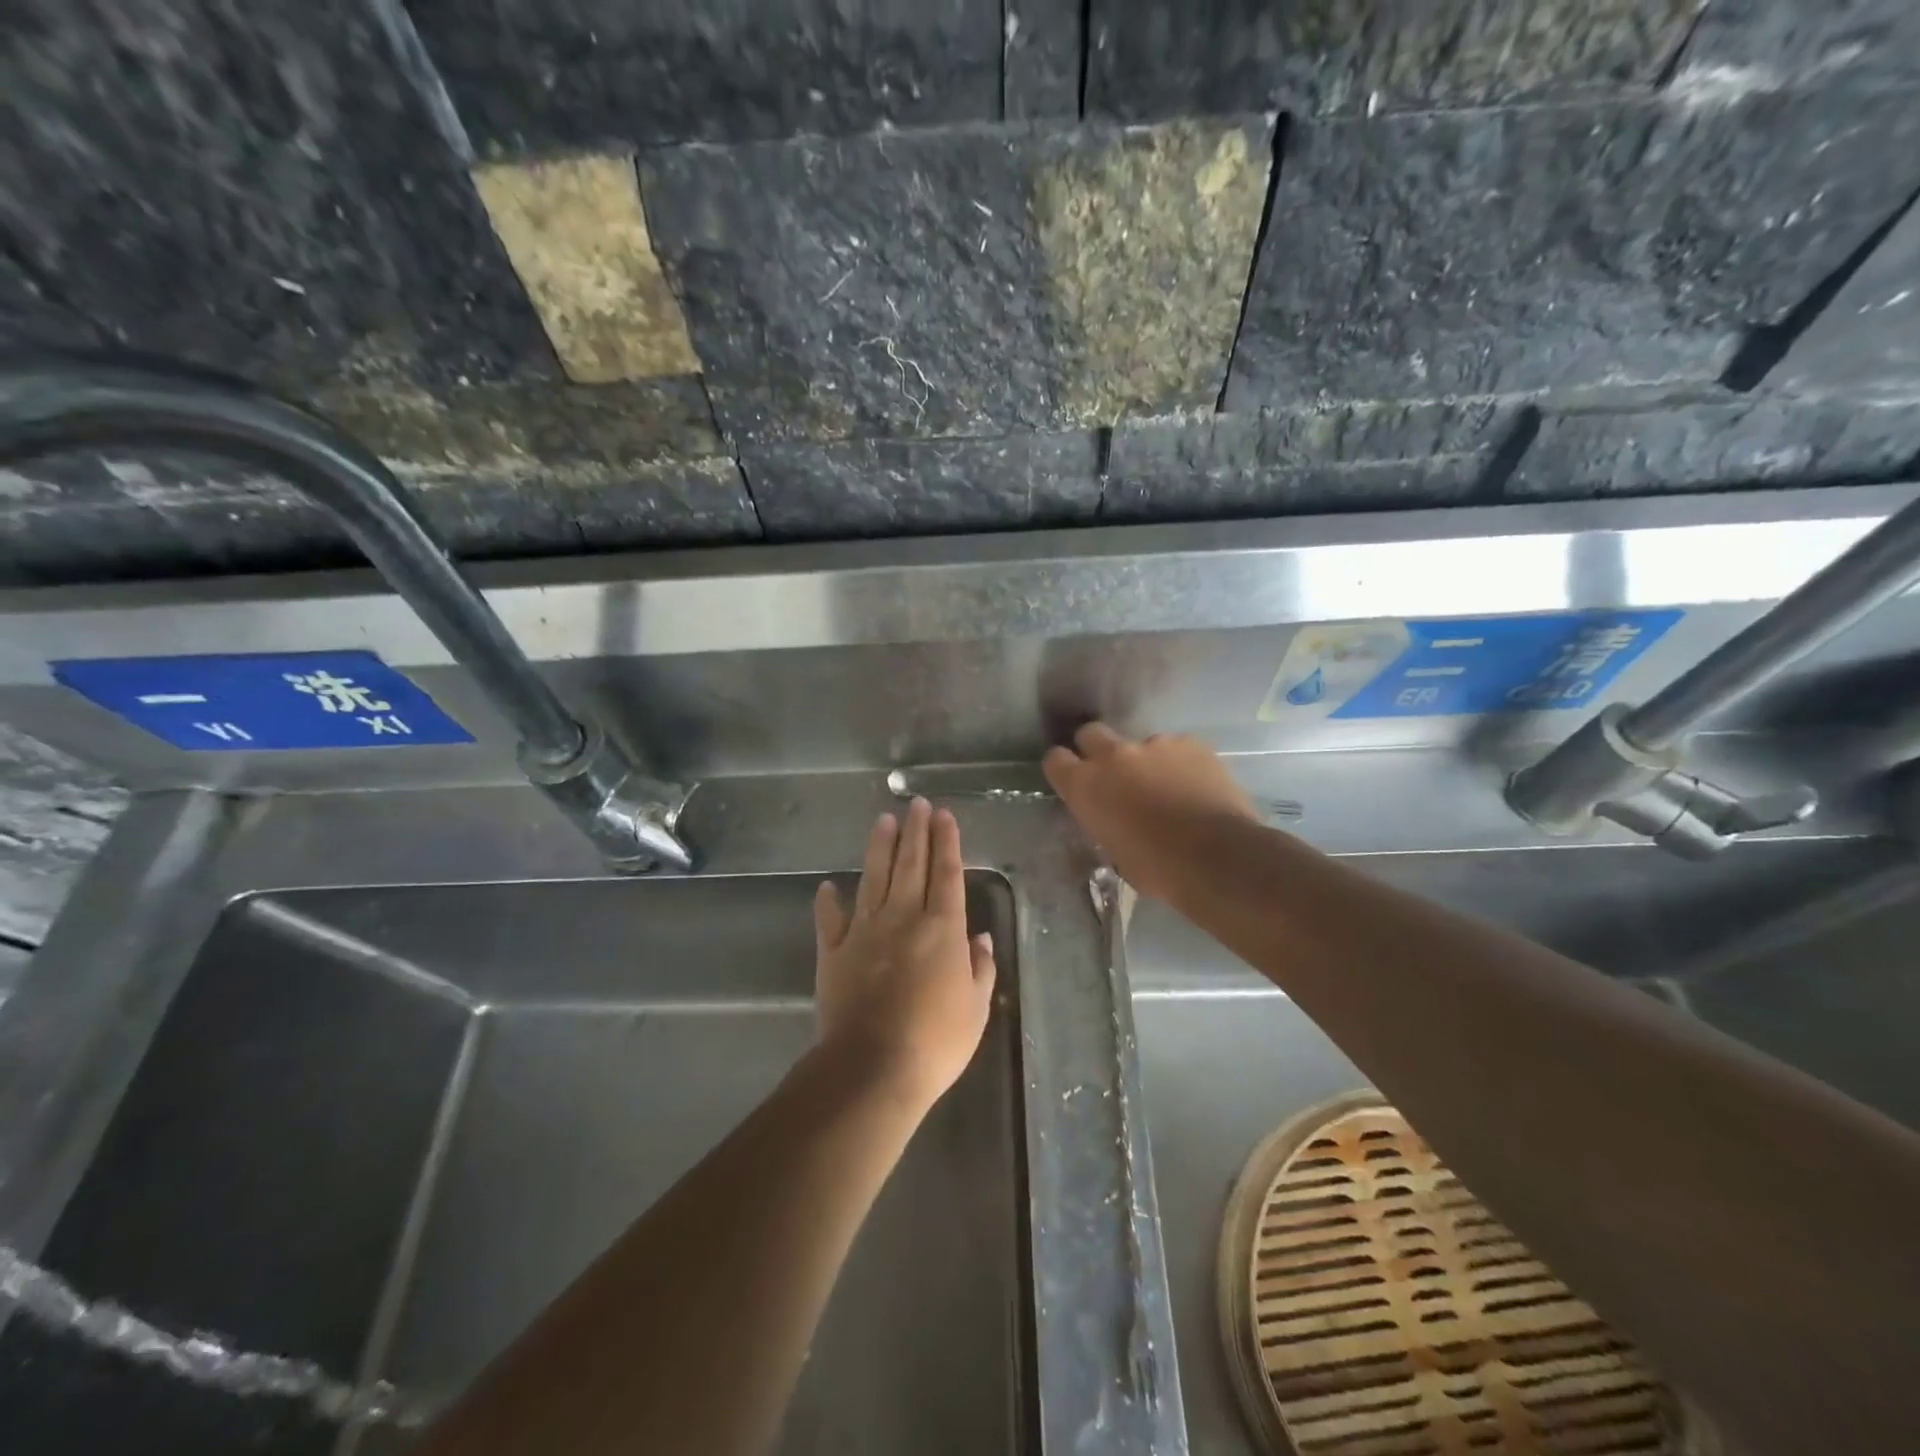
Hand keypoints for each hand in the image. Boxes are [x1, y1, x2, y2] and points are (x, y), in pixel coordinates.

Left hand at [813, 798, 997, 1110]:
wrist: (873, 1068)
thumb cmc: (936, 1042)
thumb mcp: (975, 1008)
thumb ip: (980, 968)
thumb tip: (980, 938)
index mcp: (942, 929)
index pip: (946, 874)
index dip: (946, 842)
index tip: (944, 815)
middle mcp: (903, 918)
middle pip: (911, 865)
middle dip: (915, 831)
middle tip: (916, 804)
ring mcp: (865, 932)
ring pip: (874, 878)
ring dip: (880, 848)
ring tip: (884, 820)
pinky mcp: (834, 952)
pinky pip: (831, 920)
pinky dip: (829, 902)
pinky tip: (829, 885)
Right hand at [1042, 723, 1260, 900]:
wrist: (1217, 856)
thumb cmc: (1157, 868)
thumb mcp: (1113, 851)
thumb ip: (1104, 820)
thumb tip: (1111, 816)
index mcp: (1085, 786)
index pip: (1055, 760)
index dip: (1064, 769)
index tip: (1074, 780)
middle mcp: (1113, 755)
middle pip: (1091, 734)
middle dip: (1098, 749)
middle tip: (1116, 775)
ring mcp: (1154, 744)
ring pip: (1142, 745)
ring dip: (1148, 763)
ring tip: (1171, 790)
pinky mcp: (1191, 743)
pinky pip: (1178, 749)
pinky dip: (1182, 765)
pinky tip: (1197, 788)